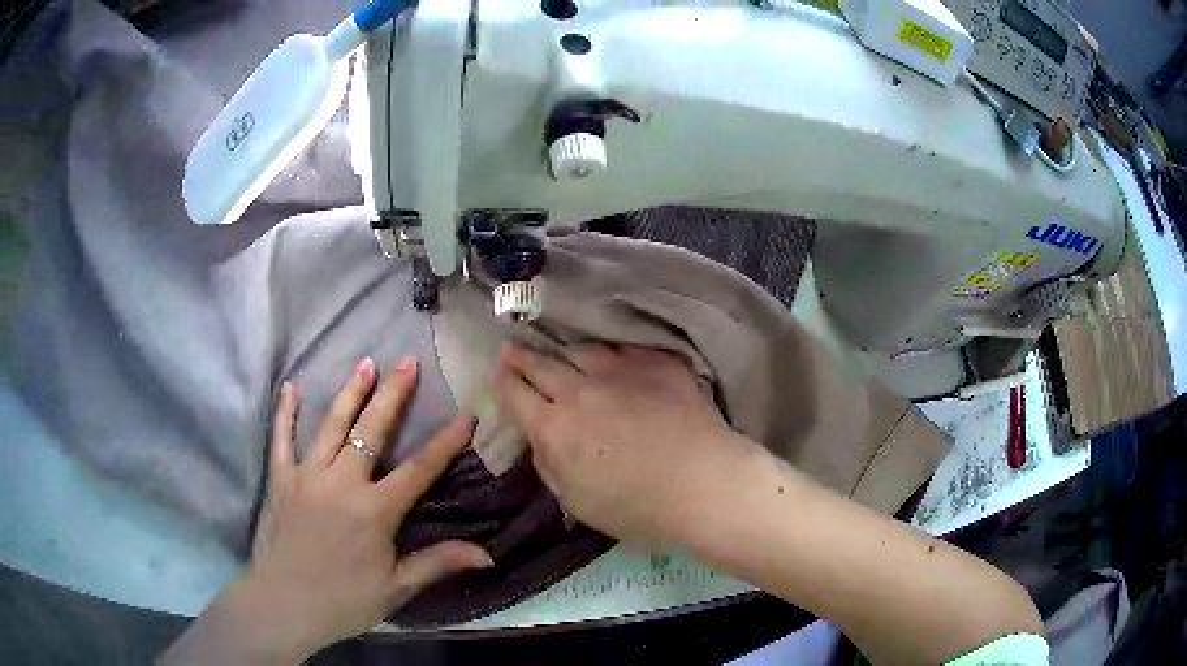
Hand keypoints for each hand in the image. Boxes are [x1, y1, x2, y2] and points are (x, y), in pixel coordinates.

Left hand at [168, 358, 491, 663]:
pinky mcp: (281, 479)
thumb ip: (438, 563)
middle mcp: (342, 482)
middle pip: (372, 430)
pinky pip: (282, 439)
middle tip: (407, 362)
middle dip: (393, 394)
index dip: (444, 443)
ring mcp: (307, 476)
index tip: (465, 416)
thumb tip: (487, 554)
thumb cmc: (345, 601)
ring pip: (331, 425)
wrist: (285, 605)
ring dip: (350, 393)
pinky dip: (286, 412)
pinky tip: (291, 387)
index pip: (419, 469)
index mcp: (374, 510)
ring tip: (365, 364)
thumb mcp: (397, 588)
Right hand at [493, 344, 748, 545]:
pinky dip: (611, 352)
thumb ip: (549, 466)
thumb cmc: (637, 507)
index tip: (498, 375)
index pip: (514, 394)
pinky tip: (612, 355)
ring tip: (562, 352)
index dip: (501, 382)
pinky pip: (624, 348)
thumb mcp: (576, 501)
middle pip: (541, 364)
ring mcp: (619, 370)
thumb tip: (539, 440)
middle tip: (511, 349)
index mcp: (554, 427)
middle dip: (520, 356)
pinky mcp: (655, 362)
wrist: (703, 482)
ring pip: (580, 350)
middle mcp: (579, 390)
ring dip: (564, 352)